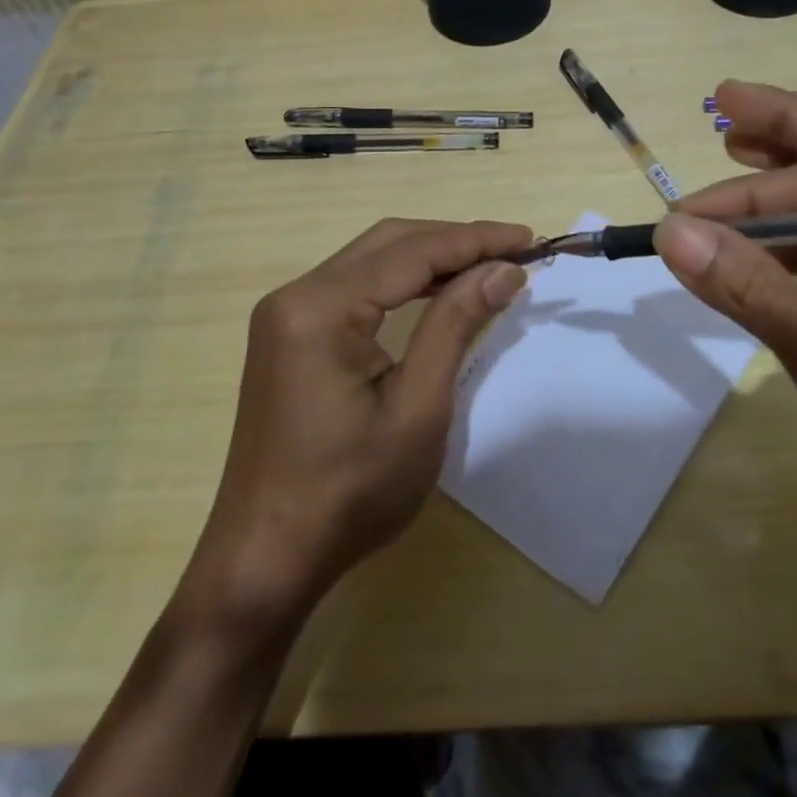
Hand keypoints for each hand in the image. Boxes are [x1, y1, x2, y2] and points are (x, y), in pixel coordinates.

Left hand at [182, 218, 530, 632]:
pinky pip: (354, 288)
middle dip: (454, 241)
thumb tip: (503, 270)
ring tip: (487, 266)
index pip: (411, 252)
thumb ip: (456, 325)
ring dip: (430, 257)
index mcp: (320, 308)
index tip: (529, 239)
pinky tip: (437, 292)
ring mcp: (286, 315)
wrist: (267, 557)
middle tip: (513, 251)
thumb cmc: (350, 492)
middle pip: (388, 243)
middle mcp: (295, 295)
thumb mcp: (417, 408)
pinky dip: (402, 283)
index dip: (475, 240)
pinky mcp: (288, 336)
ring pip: (370, 261)